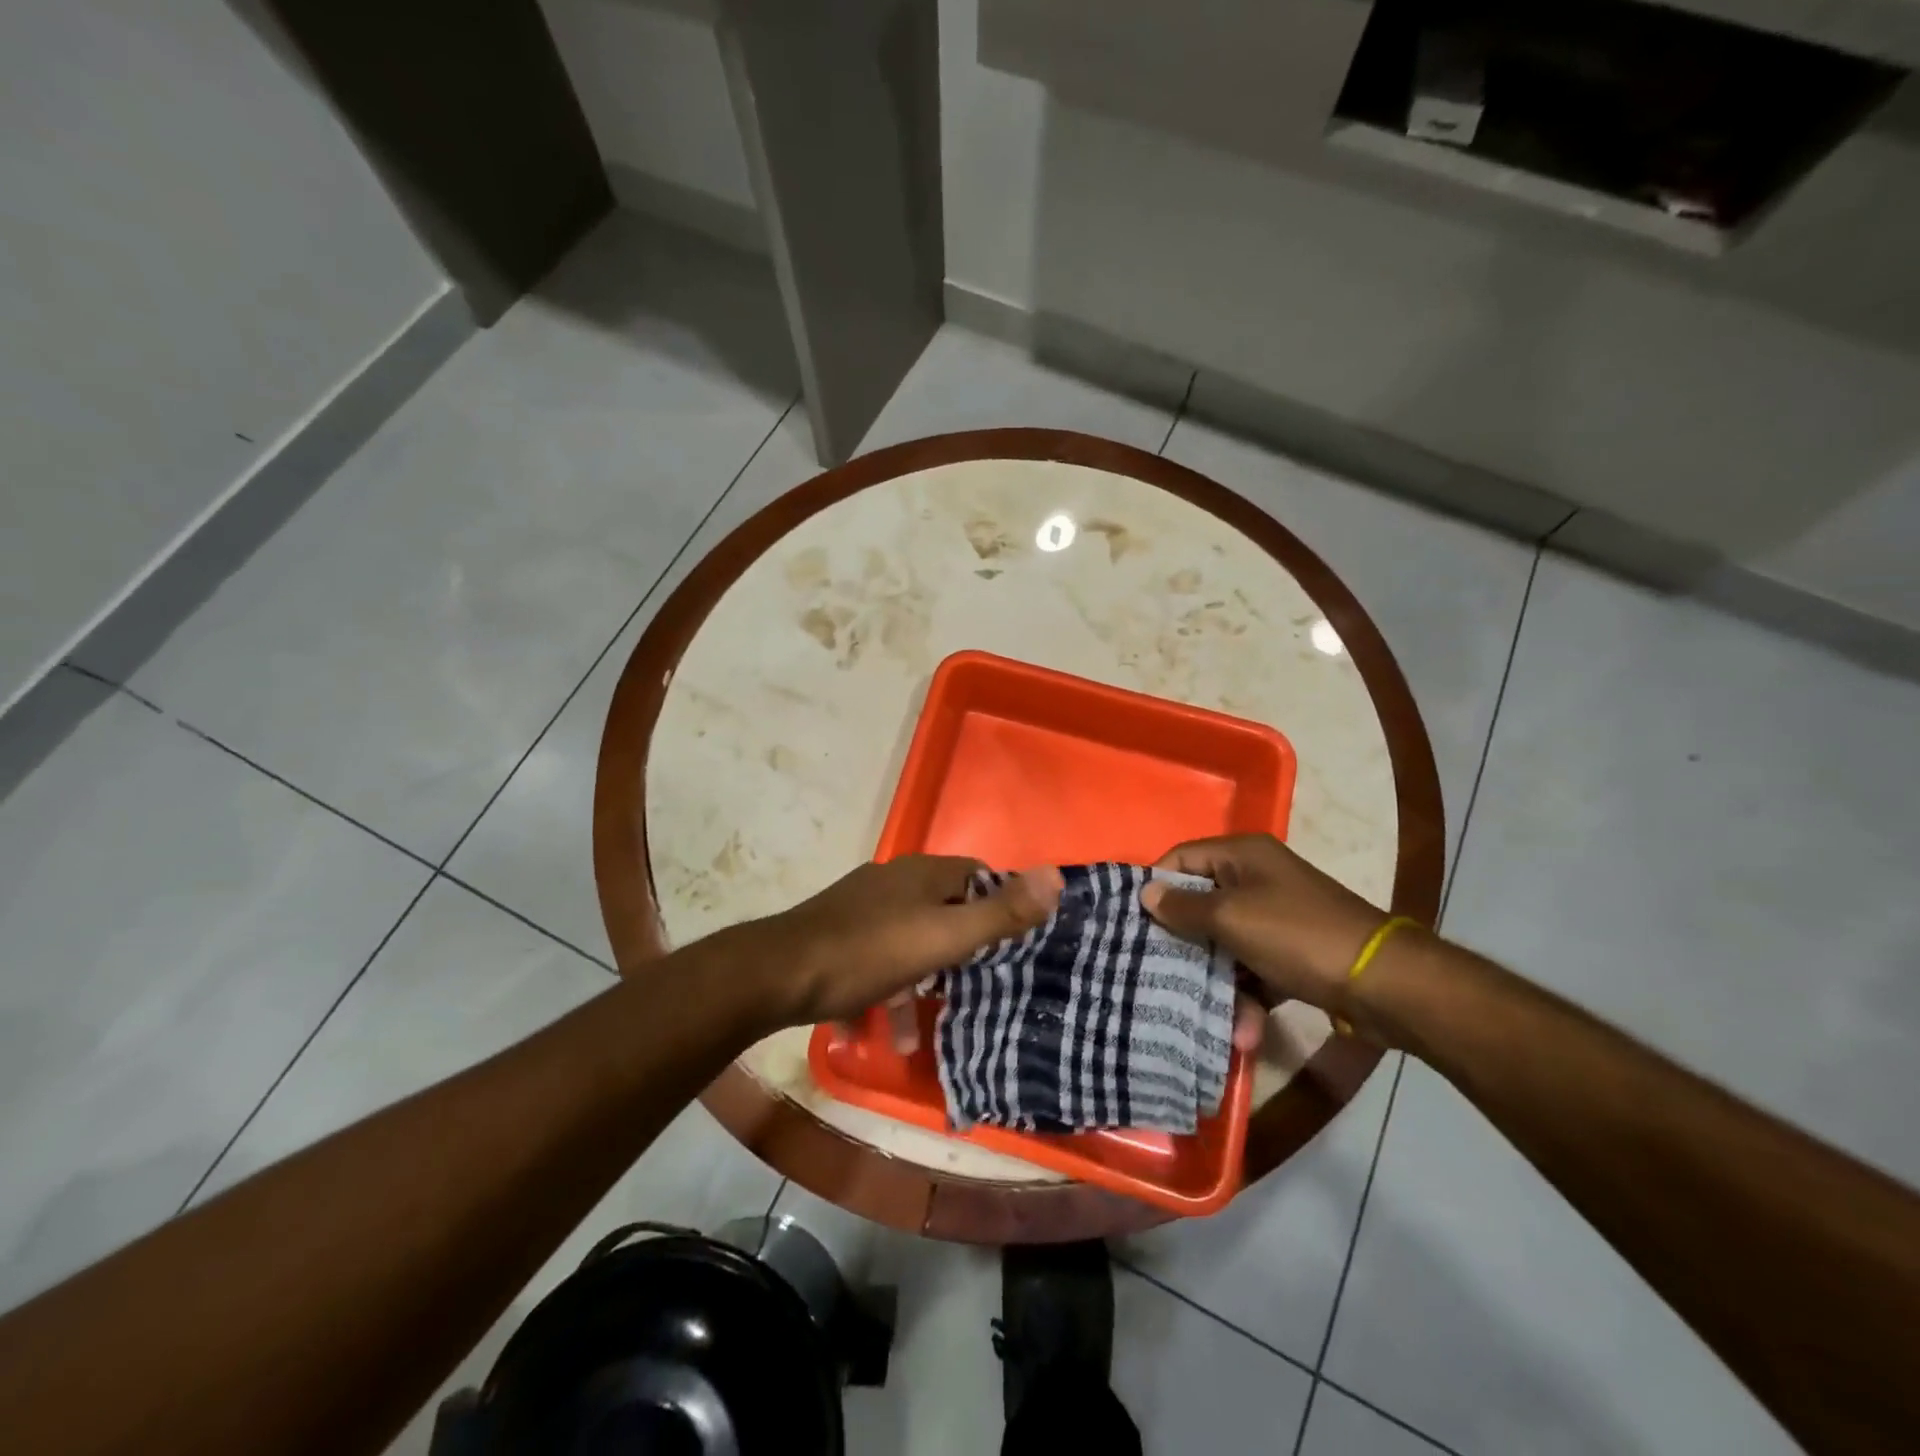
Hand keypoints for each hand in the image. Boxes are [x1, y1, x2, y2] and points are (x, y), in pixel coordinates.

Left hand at [750, 856, 1062, 1033]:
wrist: (777, 974)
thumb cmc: (869, 953)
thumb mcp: (943, 938)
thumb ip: (999, 913)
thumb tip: (1057, 875)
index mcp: (922, 874)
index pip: (977, 874)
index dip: (1000, 902)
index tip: (1015, 943)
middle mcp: (892, 882)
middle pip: (943, 908)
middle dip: (962, 949)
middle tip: (978, 987)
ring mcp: (860, 907)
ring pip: (907, 941)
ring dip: (919, 983)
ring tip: (921, 1028)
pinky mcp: (835, 936)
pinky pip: (873, 961)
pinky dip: (884, 991)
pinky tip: (879, 1029)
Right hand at [1141, 834, 1393, 1018]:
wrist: (1383, 983)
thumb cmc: (1297, 936)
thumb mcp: (1231, 918)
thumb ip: (1184, 907)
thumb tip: (1145, 893)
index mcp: (1242, 855)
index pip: (1181, 858)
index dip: (1156, 886)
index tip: (1132, 922)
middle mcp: (1256, 878)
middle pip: (1200, 903)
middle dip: (1182, 940)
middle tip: (1153, 969)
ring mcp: (1275, 916)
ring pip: (1224, 941)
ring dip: (1214, 977)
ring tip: (1202, 1013)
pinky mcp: (1290, 952)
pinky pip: (1252, 966)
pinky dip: (1245, 993)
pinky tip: (1242, 1028)